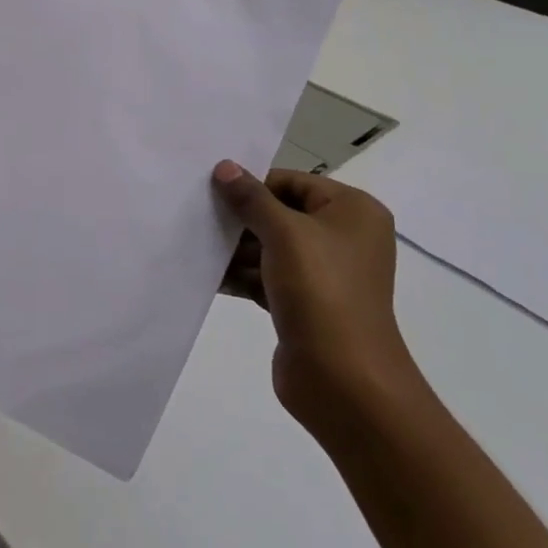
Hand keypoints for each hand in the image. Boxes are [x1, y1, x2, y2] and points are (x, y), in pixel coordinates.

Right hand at [212, 162, 421, 437]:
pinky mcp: (304, 304)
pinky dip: (240, 275)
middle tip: (198, 216)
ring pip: (270, 247)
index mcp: (352, 212)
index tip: (213, 191)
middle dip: (240, 218)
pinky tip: (206, 274)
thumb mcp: (284, 234)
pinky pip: (266, 277)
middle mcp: (343, 238)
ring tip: (195, 244)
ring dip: (234, 249)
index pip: (293, 183)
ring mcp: (324, 274)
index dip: (254, 185)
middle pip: (280, 214)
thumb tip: (225, 166)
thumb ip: (251, 198)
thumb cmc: (321, 291)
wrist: (344, 381)